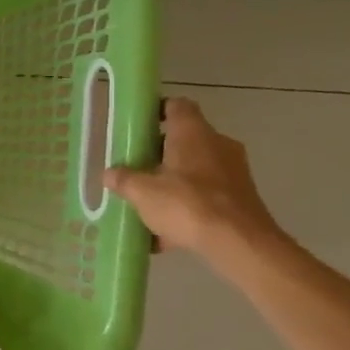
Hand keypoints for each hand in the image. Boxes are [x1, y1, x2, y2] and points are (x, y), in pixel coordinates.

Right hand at [105, 97, 284, 264]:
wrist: (239, 243)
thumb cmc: (187, 205)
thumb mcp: (142, 192)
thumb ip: (123, 179)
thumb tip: (109, 174)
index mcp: (193, 133)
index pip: (177, 106)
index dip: (156, 110)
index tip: (137, 126)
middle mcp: (217, 144)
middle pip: (184, 139)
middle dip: (158, 153)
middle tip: (134, 168)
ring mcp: (233, 171)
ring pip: (195, 169)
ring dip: (172, 181)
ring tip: (147, 203)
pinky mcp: (240, 197)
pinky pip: (206, 195)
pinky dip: (187, 206)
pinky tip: (165, 233)